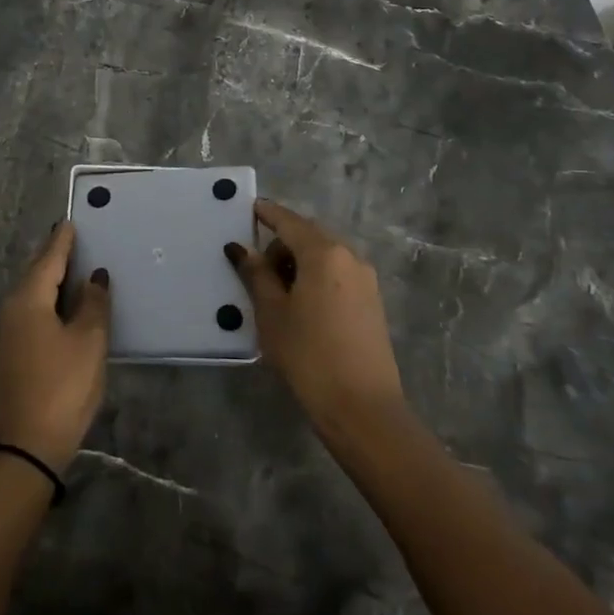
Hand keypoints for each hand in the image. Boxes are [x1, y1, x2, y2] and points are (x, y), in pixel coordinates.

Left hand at [0, 222, 109, 470]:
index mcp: (28, 299)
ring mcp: (7, 333)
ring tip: (76, 269)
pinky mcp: (10, 354)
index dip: (63, 241)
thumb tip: (94, 277)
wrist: (24, 448)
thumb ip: (93, 304)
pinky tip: (65, 306)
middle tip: (75, 240)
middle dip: (55, 257)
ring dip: (53, 281)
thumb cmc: (61, 387)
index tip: (71, 221)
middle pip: (36, 274)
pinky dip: (49, 302)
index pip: (49, 258)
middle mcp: (11, 309)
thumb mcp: (88, 342)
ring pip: (33, 295)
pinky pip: (32, 313)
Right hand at [226, 199, 408, 438]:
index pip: (289, 222)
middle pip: (308, 237)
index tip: (250, 207)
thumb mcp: (272, 313)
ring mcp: (366, 281)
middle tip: (256, 273)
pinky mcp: (372, 303)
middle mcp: (350, 257)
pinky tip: (300, 308)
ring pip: (324, 258)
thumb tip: (241, 248)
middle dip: (281, 246)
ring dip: (298, 265)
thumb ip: (256, 274)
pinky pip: (337, 277)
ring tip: (276, 296)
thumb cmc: (308, 354)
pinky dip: (315, 280)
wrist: (362, 407)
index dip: (268, 214)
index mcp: (324, 253)